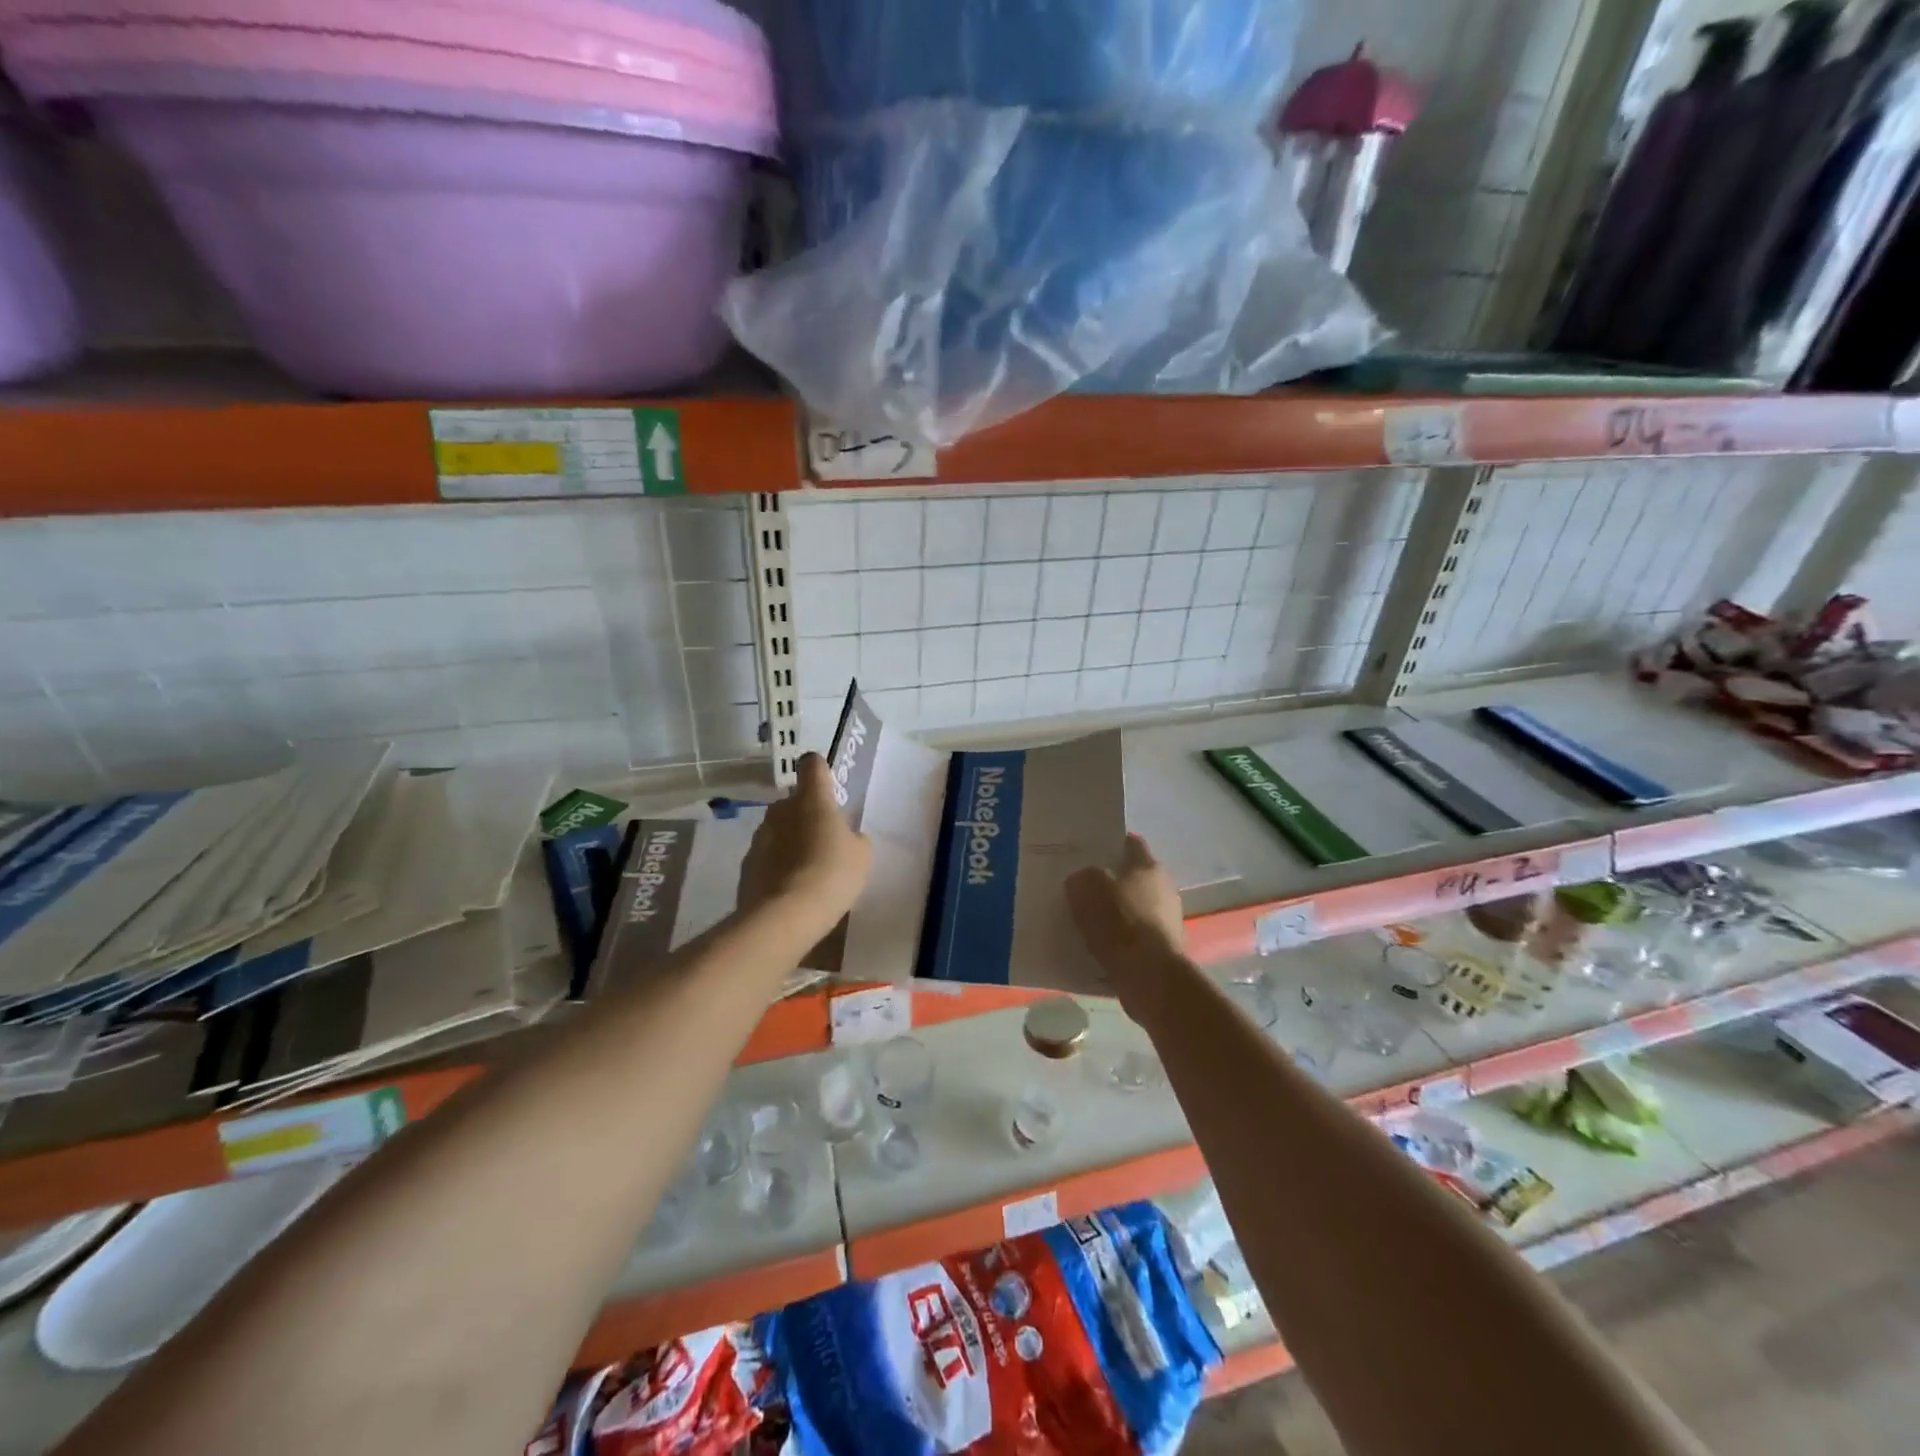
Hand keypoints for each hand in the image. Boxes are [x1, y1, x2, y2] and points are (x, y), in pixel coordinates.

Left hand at [739, 753, 872, 934]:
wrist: (785, 916)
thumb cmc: (832, 874)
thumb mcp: (861, 856)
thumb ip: (853, 838)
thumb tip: (845, 837)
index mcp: (812, 799)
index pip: (812, 765)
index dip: (820, 770)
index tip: (827, 785)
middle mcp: (781, 809)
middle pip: (794, 801)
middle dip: (807, 815)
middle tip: (824, 841)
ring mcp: (760, 836)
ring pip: (779, 830)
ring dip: (791, 841)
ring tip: (808, 871)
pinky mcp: (747, 864)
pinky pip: (767, 857)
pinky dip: (778, 866)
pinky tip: (791, 890)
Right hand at [1065, 835, 1184, 1021]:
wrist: (1149, 976)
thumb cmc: (1119, 923)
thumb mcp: (1086, 889)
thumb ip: (1081, 878)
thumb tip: (1080, 881)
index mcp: (1148, 865)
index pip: (1128, 841)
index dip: (1107, 844)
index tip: (1085, 853)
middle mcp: (1163, 887)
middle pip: (1131, 875)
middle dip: (1109, 880)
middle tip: (1081, 887)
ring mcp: (1167, 918)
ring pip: (1133, 905)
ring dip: (1115, 910)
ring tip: (1086, 919)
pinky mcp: (1164, 947)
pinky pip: (1135, 934)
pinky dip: (1120, 937)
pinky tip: (1099, 945)